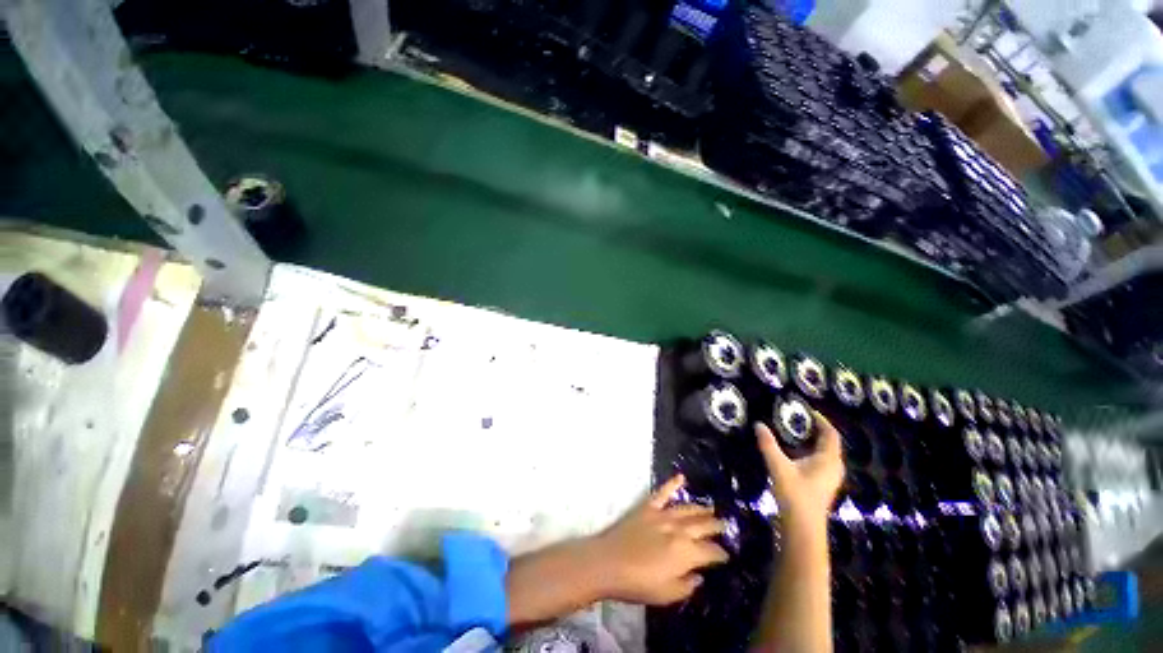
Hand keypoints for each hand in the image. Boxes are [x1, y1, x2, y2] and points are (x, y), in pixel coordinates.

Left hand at [591, 475, 728, 604]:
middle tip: (724, 525)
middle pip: (702, 526)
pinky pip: (663, 492)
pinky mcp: (648, 507)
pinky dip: (672, 483)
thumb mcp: (667, 595)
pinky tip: (681, 477)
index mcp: (686, 553)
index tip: (726, 555)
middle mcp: (679, 530)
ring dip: (701, 509)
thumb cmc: (638, 583)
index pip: (710, 551)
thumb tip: (698, 575)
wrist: (608, 562)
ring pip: (687, 509)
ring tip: (711, 508)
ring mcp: (663, 515)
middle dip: (715, 526)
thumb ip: (687, 585)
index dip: (720, 553)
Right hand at [755, 411, 844, 529]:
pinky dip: (812, 452)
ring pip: (826, 454)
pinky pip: (822, 462)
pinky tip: (796, 454)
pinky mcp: (823, 486)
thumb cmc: (795, 494)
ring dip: (814, 442)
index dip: (821, 420)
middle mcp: (833, 467)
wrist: (803, 527)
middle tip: (799, 420)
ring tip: (796, 434)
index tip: (808, 410)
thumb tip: (759, 424)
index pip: (830, 434)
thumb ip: (768, 444)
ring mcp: (830, 478)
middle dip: (817, 430)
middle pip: (830, 443)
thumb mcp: (778, 466)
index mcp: (828, 460)